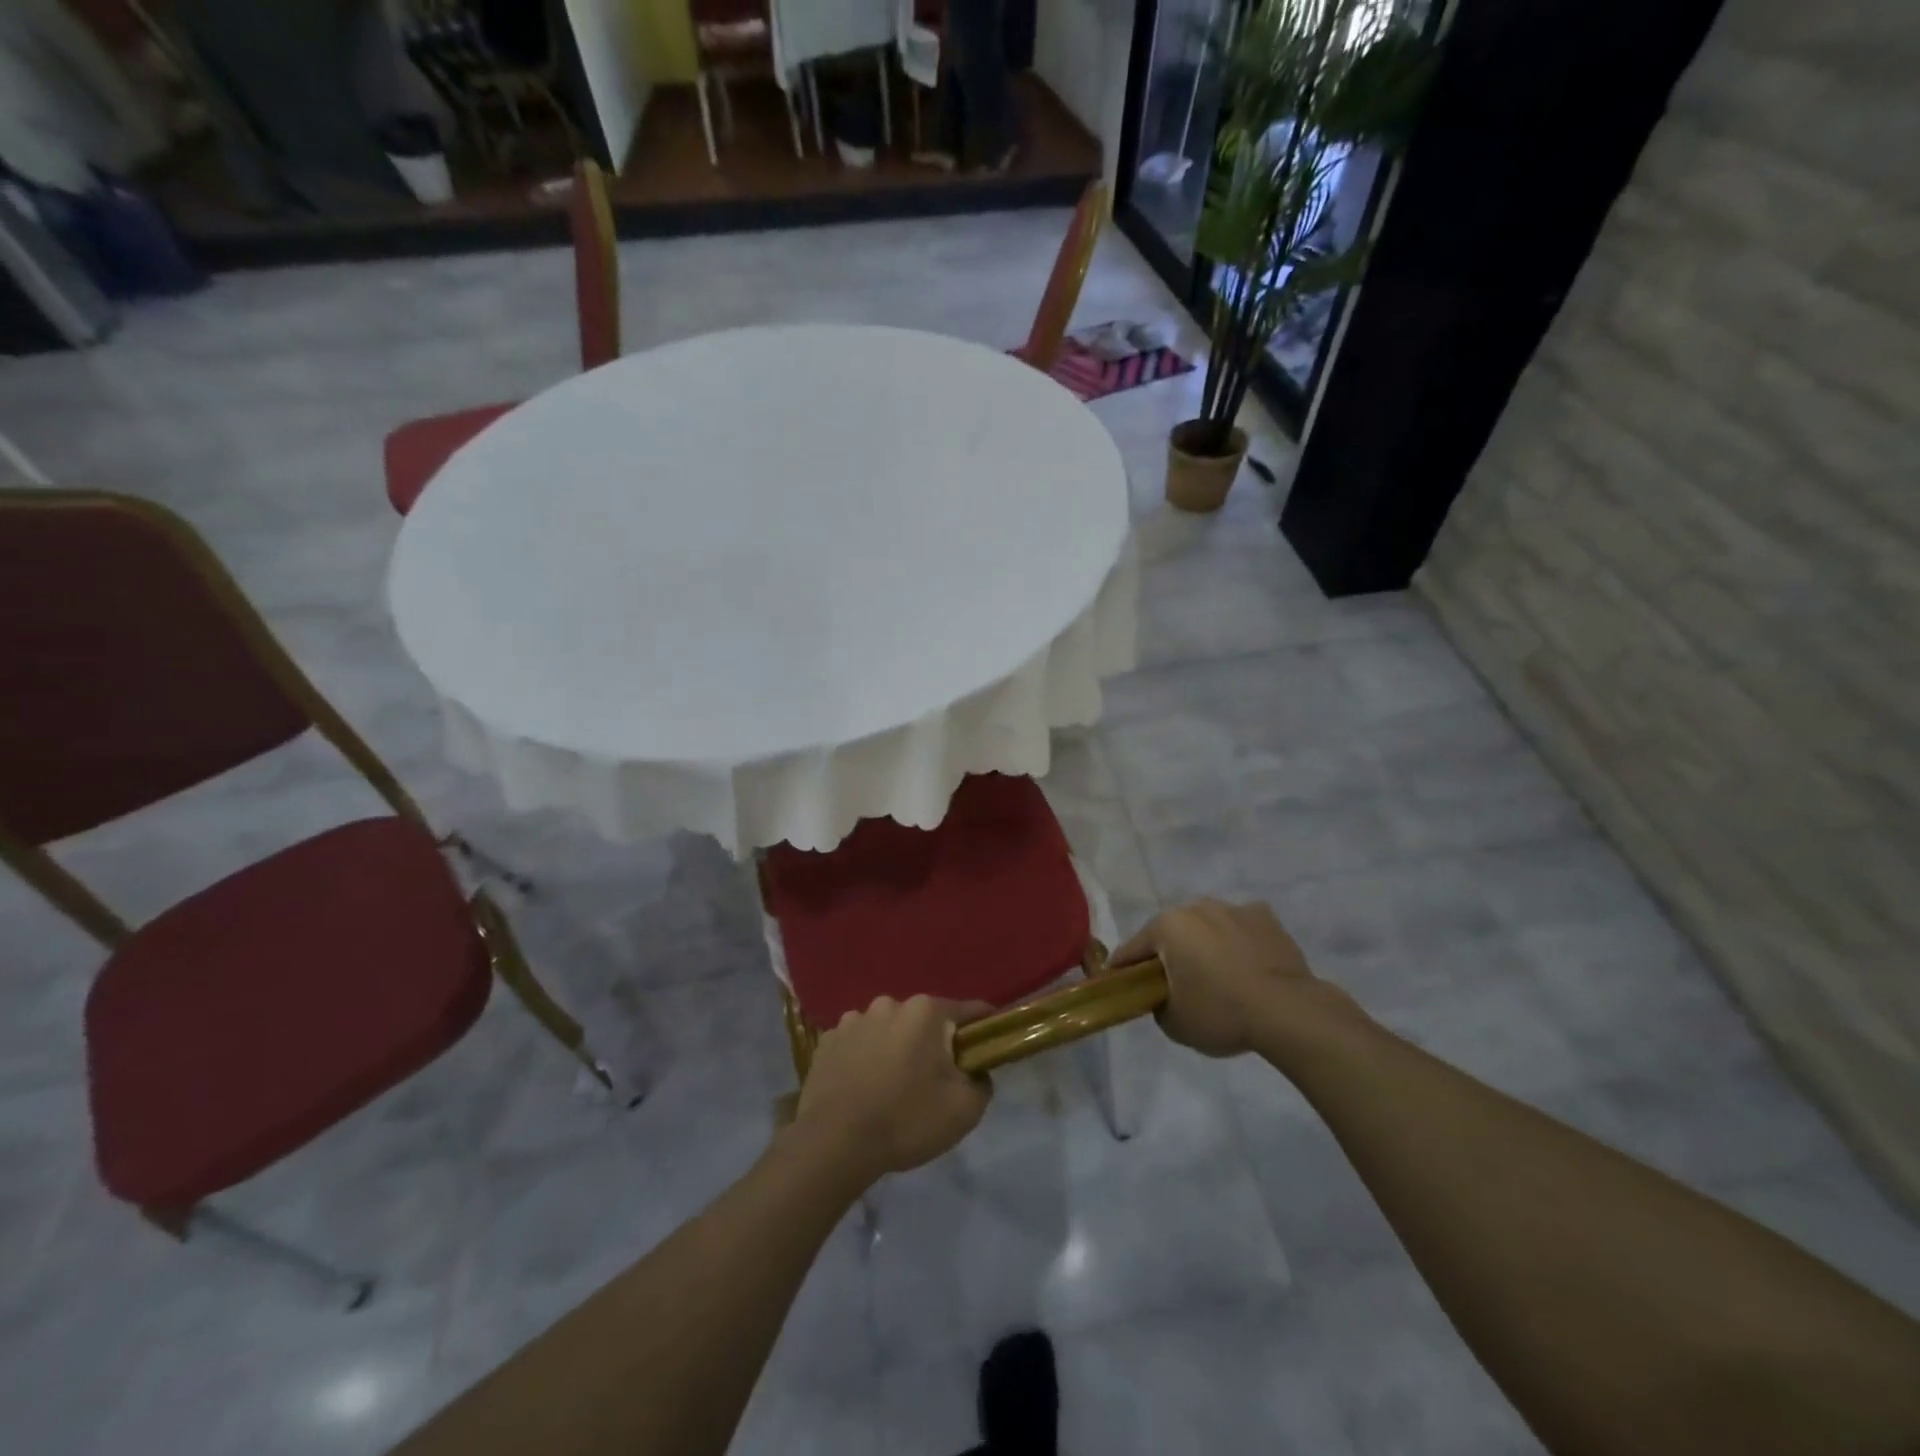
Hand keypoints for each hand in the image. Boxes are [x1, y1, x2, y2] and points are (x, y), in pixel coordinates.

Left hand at [793, 995, 992, 1183]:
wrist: (834, 1144)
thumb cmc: (906, 1120)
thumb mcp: (964, 1110)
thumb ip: (982, 1082)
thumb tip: (976, 1072)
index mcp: (926, 1012)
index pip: (968, 1011)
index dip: (981, 1029)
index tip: (985, 1048)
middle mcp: (889, 1004)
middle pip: (924, 1021)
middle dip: (932, 1043)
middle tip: (933, 1080)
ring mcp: (853, 1020)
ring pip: (888, 1030)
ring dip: (895, 1048)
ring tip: (892, 1087)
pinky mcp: (827, 1041)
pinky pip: (858, 1044)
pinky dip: (864, 1058)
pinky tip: (863, 1088)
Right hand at [1112, 898, 1347, 1057]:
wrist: (1288, 1011)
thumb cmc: (1221, 1012)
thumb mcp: (1174, 1022)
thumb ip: (1157, 1003)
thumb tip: (1162, 996)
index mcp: (1167, 926)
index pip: (1133, 949)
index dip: (1123, 969)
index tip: (1120, 984)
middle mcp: (1196, 907)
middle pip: (1171, 933)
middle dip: (1168, 954)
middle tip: (1172, 983)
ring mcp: (1234, 908)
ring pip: (1207, 927)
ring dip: (1204, 945)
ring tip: (1215, 976)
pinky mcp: (1266, 918)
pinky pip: (1241, 929)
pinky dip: (1238, 943)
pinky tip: (1246, 966)